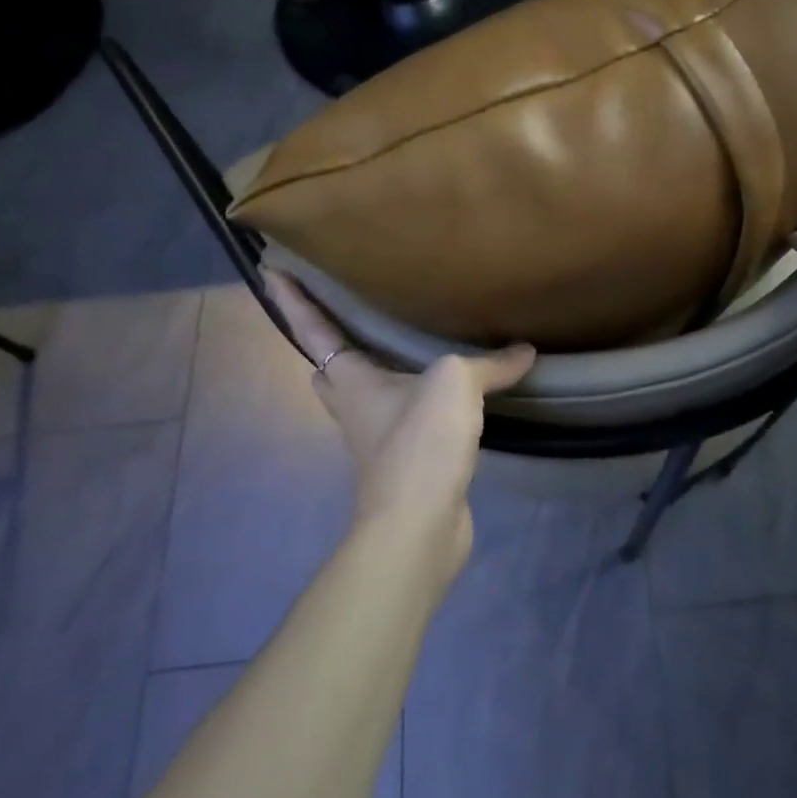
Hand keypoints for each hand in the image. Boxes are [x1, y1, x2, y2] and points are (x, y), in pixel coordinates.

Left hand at [263, 271, 534, 574]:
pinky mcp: (404, 466)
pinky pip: (404, 422)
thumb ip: (489, 363)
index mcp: (352, 380)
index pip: (314, 330)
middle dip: (331, 345)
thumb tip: (526, 352)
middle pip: (329, 370)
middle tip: (348, 316)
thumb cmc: (419, 443)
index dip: (292, 301)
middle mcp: (355, 409)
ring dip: (378, 375)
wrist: (419, 525)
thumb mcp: (456, 384)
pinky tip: (448, 399)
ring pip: (367, 398)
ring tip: (406, 349)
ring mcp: (377, 441)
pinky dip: (418, 405)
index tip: (270, 271)